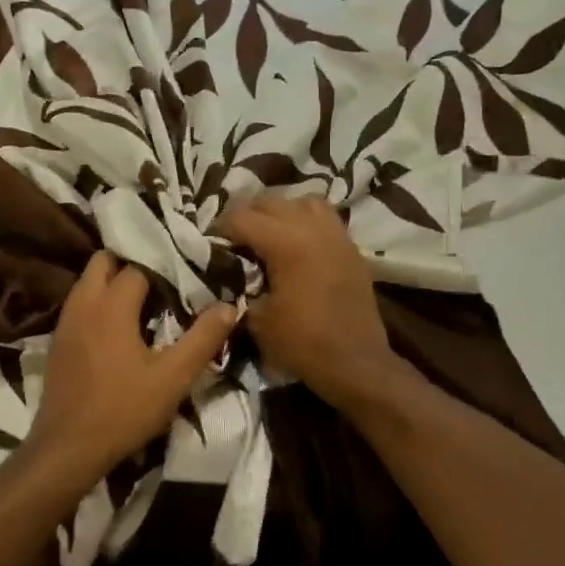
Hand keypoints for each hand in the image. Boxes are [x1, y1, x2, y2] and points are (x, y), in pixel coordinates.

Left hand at [27, 252, 236, 480]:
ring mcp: (65, 321)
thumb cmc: (124, 410)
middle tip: (163, 281)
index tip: (187, 276)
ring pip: (88, 282)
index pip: (139, 265)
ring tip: (145, 301)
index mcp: (111, 304)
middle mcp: (83, 303)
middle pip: (104, 261)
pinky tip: (119, 327)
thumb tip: (228, 306)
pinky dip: (99, 302)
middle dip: (132, 262)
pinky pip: (80, 304)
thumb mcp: (173, 377)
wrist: (67, 447)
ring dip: (113, 281)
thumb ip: (203, 338)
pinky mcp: (58, 341)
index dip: (164, 267)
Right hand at [216, 195, 403, 409]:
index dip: (220, 227)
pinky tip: (296, 245)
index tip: (208, 241)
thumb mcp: (258, 319)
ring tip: (269, 232)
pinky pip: (325, 219)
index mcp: (287, 243)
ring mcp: (336, 236)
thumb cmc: (302, 343)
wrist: (356, 363)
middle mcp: (313, 228)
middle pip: (271, 202)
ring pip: (304, 202)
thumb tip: (234, 273)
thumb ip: (242, 286)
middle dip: (247, 215)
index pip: (242, 218)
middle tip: (233, 237)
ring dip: (281, 212)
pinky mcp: (351, 249)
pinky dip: (306, 223)